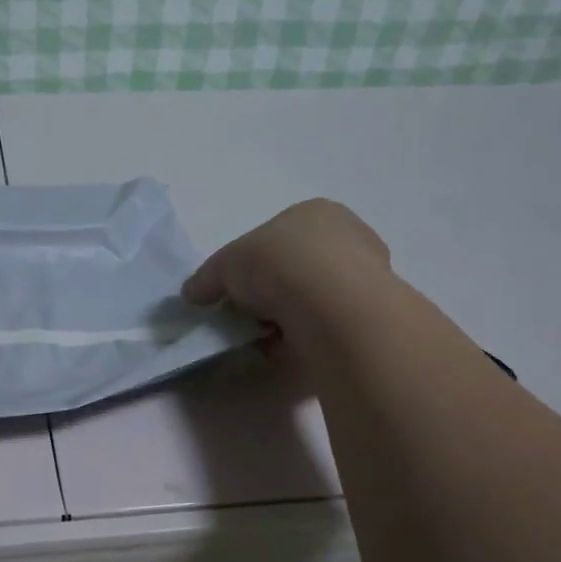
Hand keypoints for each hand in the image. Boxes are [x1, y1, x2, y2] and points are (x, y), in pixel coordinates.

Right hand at [182, 200, 393, 344]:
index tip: (234, 289)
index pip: (276, 236)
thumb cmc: (279, 264)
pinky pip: (324, 328)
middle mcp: (348, 239)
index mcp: (316, 213)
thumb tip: (191, 294)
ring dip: (285, 319)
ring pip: (310, 301)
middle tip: (246, 314)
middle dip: (269, 293)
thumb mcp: (225, 264)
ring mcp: (366, 279)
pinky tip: (286, 348)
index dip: (250, 263)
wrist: (331, 308)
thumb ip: (207, 278)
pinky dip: (302, 339)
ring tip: (263, 336)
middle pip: (294, 269)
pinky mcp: (369, 318)